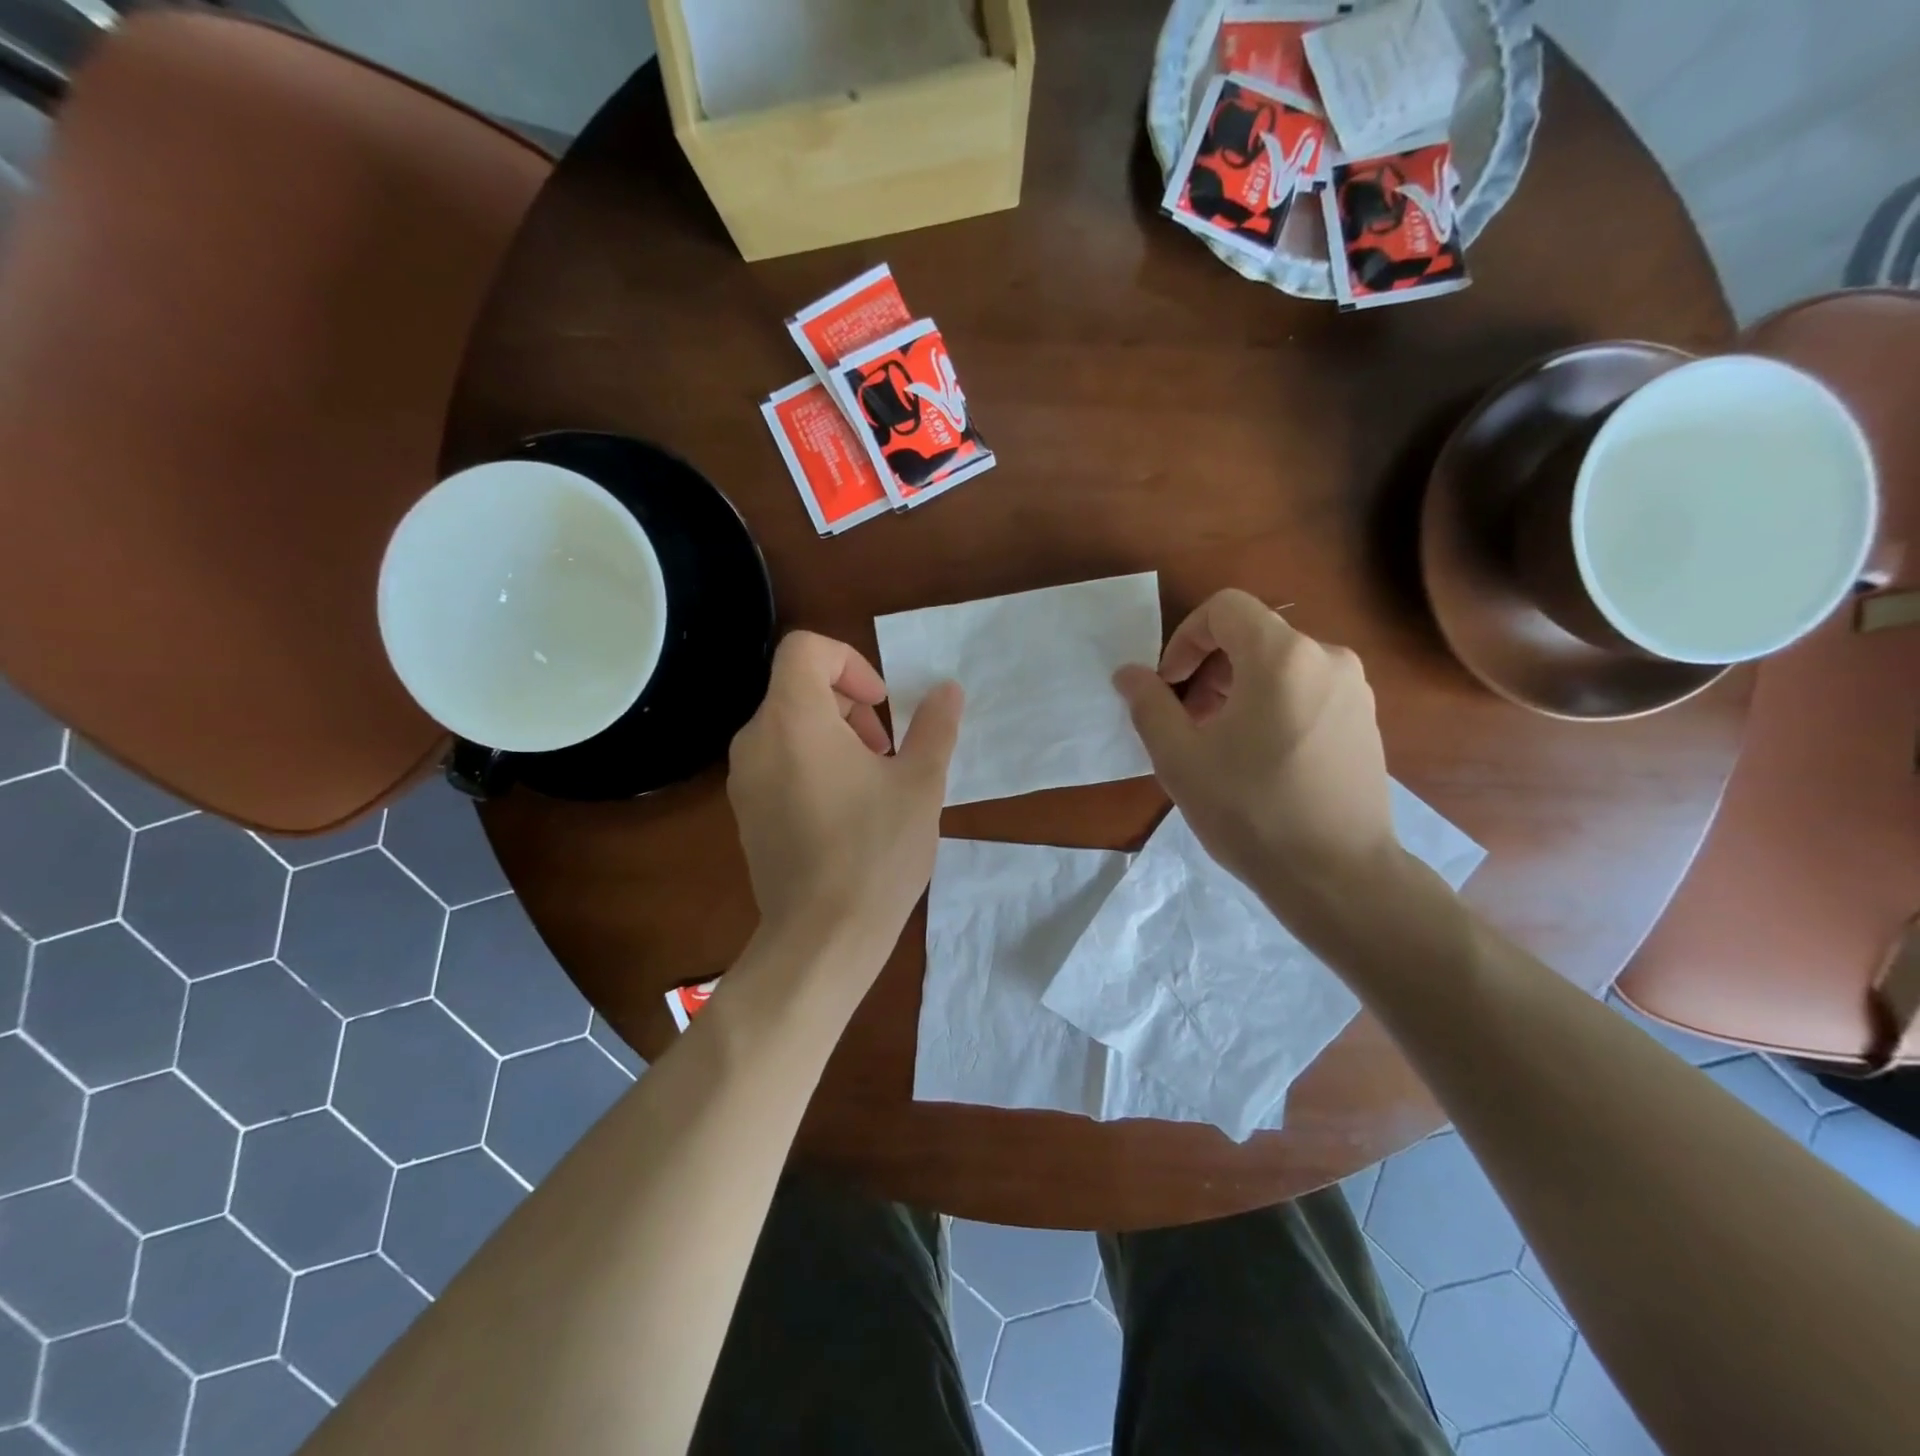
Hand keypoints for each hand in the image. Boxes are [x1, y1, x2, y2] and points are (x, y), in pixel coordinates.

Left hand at [728, 631, 962, 968]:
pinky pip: (777, 762)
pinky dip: (811, 763)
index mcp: (794, 719)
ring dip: (834, 735)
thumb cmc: (875, 852)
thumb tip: (948, 690)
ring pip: (788, 726)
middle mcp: (756, 740)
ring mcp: (743, 779)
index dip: (850, 662)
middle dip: (849, 704)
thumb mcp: (920, 784)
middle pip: (798, 688)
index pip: (806, 649)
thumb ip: (934, 727)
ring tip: (872, 782)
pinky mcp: (744, 812)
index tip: (882, 704)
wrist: (820, 937)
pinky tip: (845, 811)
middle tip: (887, 749)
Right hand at [1114, 589, 1398, 928]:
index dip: (1185, 638)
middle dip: (1209, 669)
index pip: (1225, 609)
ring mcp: (1355, 690)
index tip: (1169, 685)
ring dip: (1239, 689)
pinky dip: (1273, 705)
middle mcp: (1327, 658)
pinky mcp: (1366, 721)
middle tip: (1187, 721)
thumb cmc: (1250, 811)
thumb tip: (1129, 674)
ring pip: (1281, 665)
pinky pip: (1308, 690)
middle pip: (1253, 637)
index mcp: (1282, 656)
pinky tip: (1261, 758)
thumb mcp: (1180, 758)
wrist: (1337, 875)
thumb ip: (1149, 705)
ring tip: (1220, 743)